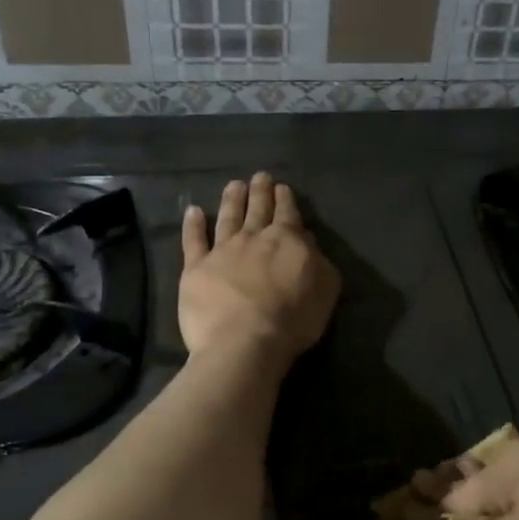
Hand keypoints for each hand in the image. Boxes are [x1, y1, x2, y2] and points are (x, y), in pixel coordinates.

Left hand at [179, 172, 339, 367]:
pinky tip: (193, 211)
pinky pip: (193, 241)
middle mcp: (254, 238)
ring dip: (232, 199)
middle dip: (261, 191)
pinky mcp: (196, 268)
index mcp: (287, 240)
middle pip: (258, 209)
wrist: (244, 342)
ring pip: (228, 217)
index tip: (282, 188)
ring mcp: (222, 250)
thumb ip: (319, 262)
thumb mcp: (325, 290)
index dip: (286, 200)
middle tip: (260, 177)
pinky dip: (193, 225)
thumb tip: (307, 241)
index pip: (288, 214)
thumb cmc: (293, 320)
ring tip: (234, 185)